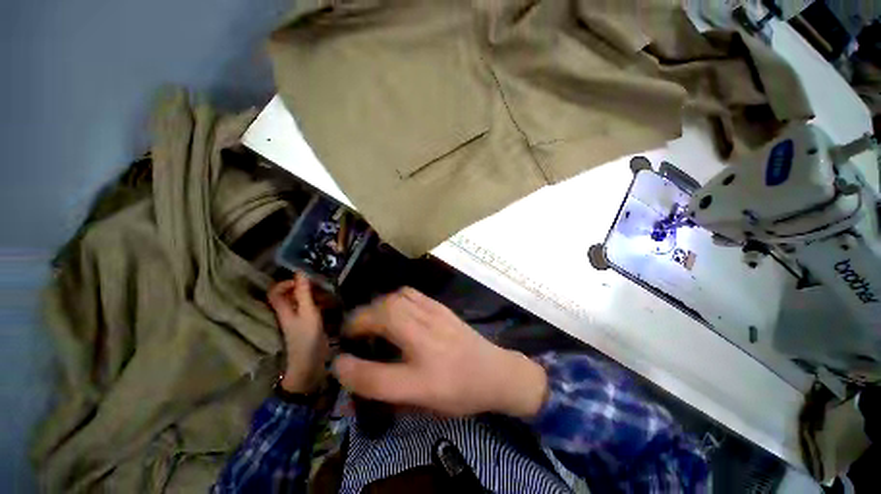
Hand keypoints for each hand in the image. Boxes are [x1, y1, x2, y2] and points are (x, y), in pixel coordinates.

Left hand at [268, 274, 328, 392]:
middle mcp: (289, 312)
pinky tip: (333, 305)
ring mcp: (300, 319)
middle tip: (322, 285)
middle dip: (306, 287)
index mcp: (283, 309)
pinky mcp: (310, 324)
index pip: (275, 291)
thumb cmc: (306, 337)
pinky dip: (322, 304)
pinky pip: (314, 308)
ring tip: (330, 294)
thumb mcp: (308, 312)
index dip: (286, 282)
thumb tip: (300, 272)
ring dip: (316, 295)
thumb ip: (304, 292)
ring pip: (304, 301)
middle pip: (292, 294)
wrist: (310, 364)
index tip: (303, 279)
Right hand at [333, 288, 547, 417]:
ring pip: (395, 300)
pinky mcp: (440, 307)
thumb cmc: (459, 393)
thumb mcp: (424, 403)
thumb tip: (359, 372)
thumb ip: (389, 390)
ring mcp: (435, 319)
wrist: (494, 371)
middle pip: (383, 318)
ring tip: (371, 318)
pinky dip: (393, 298)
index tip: (337, 362)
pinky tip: (394, 308)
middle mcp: (427, 344)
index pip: (375, 377)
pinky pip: (410, 294)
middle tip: (352, 331)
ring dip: (375, 307)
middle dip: (358, 321)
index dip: (349, 370)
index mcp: (423, 380)